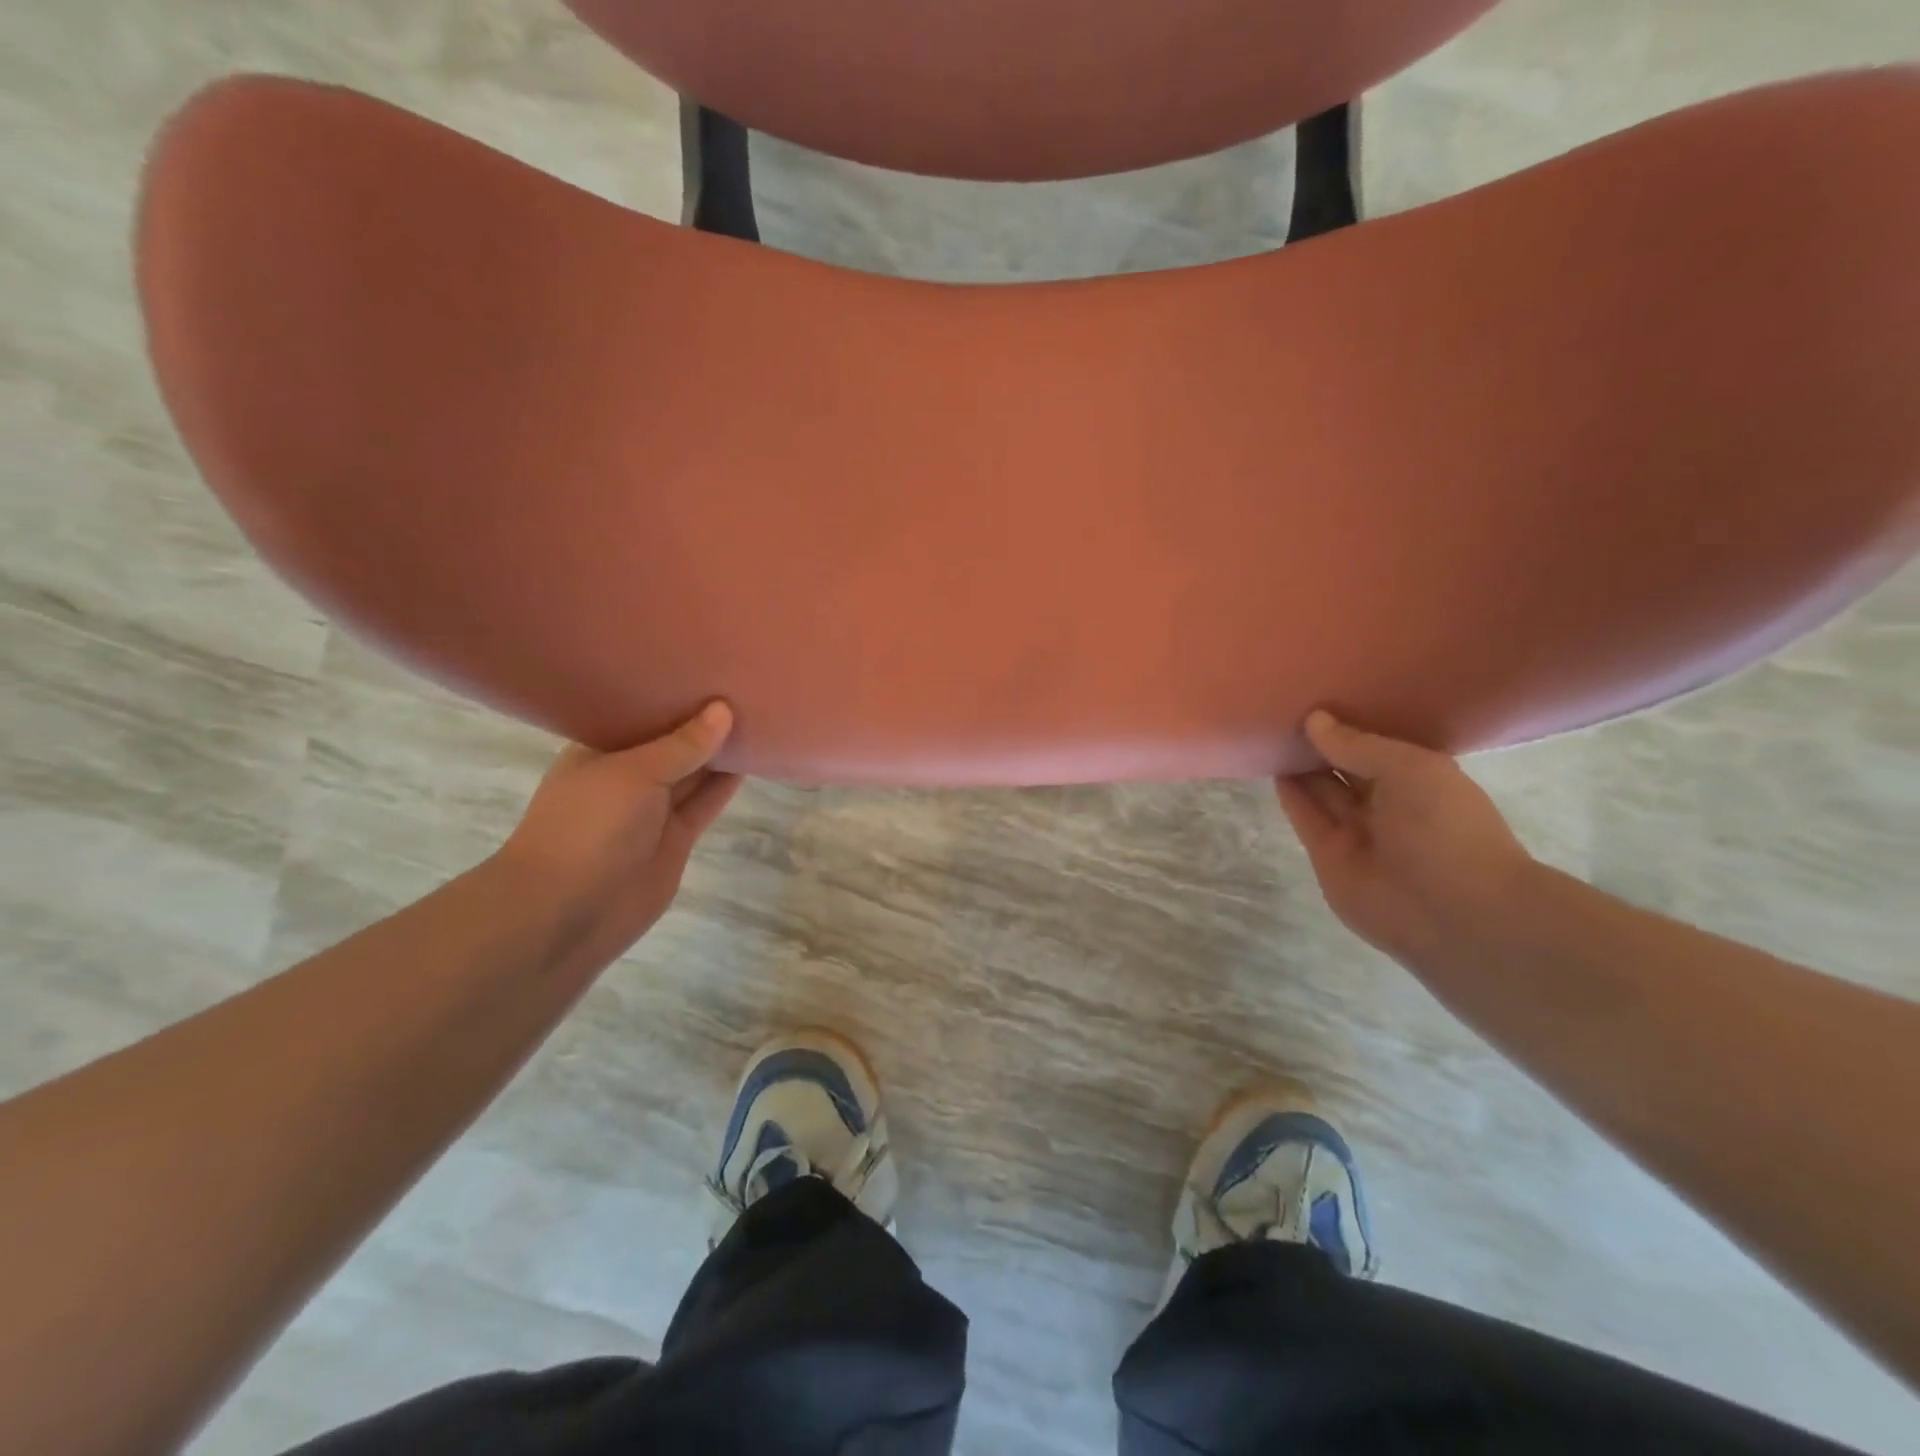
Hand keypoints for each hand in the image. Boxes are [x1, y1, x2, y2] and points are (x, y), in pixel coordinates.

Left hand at [497, 702, 741, 956]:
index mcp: (599, 751)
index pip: (639, 713)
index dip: (671, 693)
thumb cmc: (588, 827)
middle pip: (671, 743)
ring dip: (719, 752)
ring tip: (757, 716)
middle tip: (743, 685)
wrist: (568, 912)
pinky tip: (752, 759)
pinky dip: (725, 786)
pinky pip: (704, 804)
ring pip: (692, 774)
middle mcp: (626, 777)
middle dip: (702, 721)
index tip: (707, 668)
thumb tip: (723, 710)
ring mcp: (651, 811)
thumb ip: (682, 745)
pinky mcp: (674, 840)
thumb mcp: (635, 773)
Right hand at [1275, 711, 1535, 964]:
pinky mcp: (1327, 854)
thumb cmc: (1446, 828)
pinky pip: (1305, 817)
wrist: (1453, 912)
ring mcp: (1357, 831)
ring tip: (1270, 728)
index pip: (1379, 745)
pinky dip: (1290, 793)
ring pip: (1322, 790)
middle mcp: (1388, 803)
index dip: (1353, 722)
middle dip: (1321, 742)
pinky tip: (1271, 764)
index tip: (1321, 694)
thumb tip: (1314, 719)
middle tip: (1285, 706)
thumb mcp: (1411, 769)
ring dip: (1300, 764)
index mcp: (1422, 779)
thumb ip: (1358, 744)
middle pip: (1346, 766)